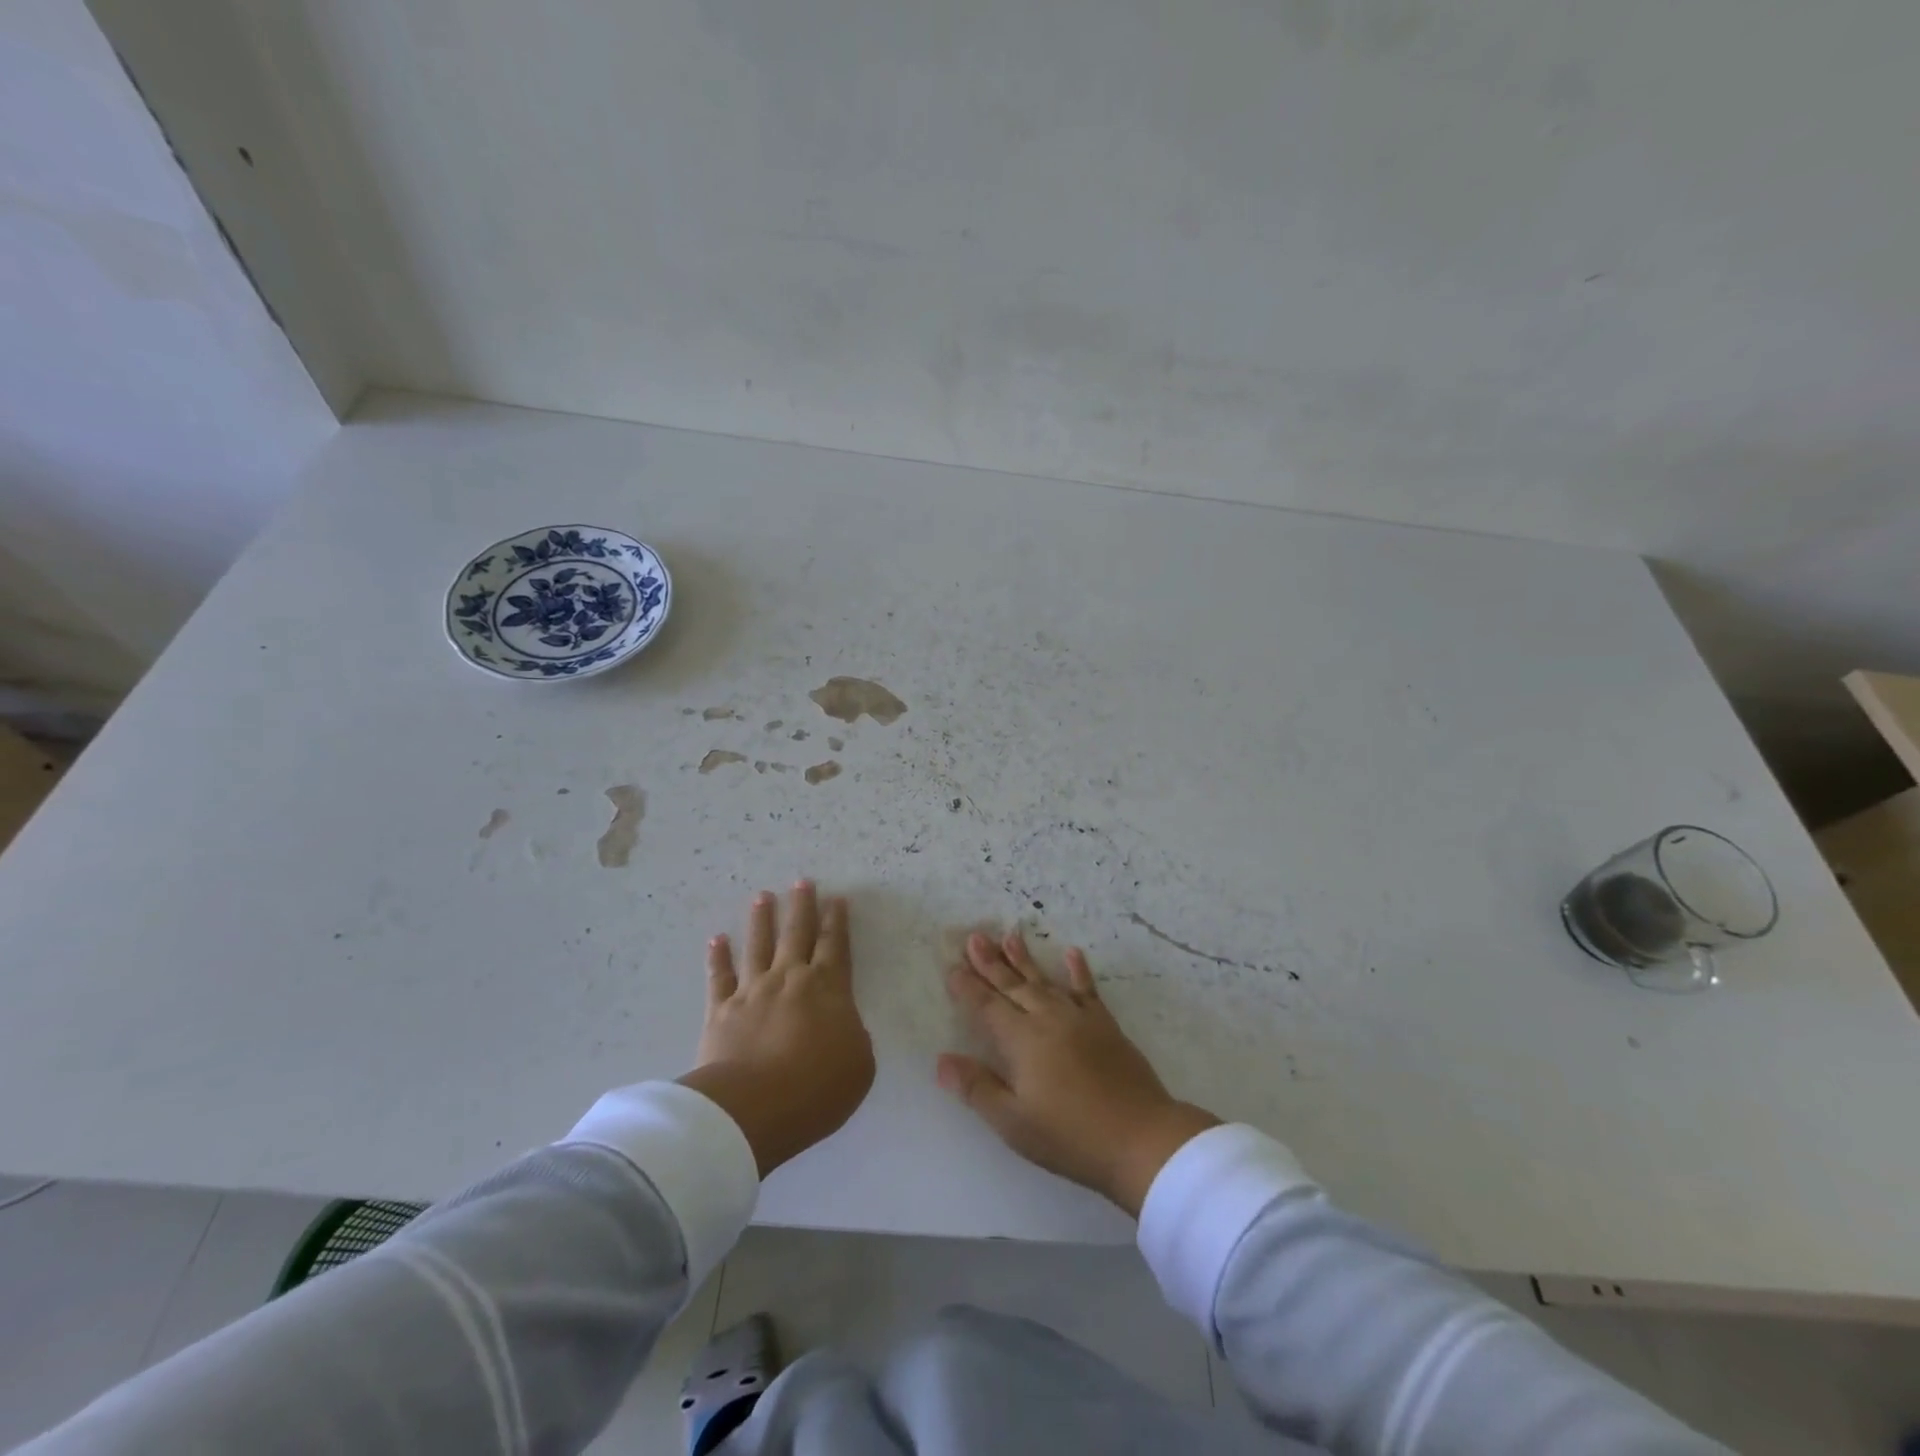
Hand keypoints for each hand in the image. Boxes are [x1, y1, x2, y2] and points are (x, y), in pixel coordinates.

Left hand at [679, 882, 874, 1176]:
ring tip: (762, 896)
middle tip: (802, 881)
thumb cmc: (816, 1089)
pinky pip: (719, 977)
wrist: (752, 1109)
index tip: (836, 898)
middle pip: (797, 933)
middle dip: (802, 906)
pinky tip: (717, 939)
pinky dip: (718, 957)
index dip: (837, 920)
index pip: (835, 945)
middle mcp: (790, 979)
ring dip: (761, 919)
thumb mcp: (859, 1065)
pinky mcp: (721, 1011)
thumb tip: (843, 1026)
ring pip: (758, 945)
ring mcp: (753, 991)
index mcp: (829, 988)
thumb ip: (854, 1036)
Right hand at [938, 931, 1219, 1217]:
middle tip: (974, 936)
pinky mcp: (1105, 1025)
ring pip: (1045, 981)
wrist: (1140, 1137)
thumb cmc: (1070, 1136)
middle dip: (990, 962)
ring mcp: (1079, 1018)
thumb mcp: (1014, 1122)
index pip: (987, 1006)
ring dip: (1025, 958)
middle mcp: (1047, 1019)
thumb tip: (941, 1060)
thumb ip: (977, 1087)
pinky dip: (1078, 971)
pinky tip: (1072, 953)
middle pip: (1013, 985)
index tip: (952, 966)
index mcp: (1022, 1041)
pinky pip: (1087, 990)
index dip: (968, 987)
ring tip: (1010, 935)